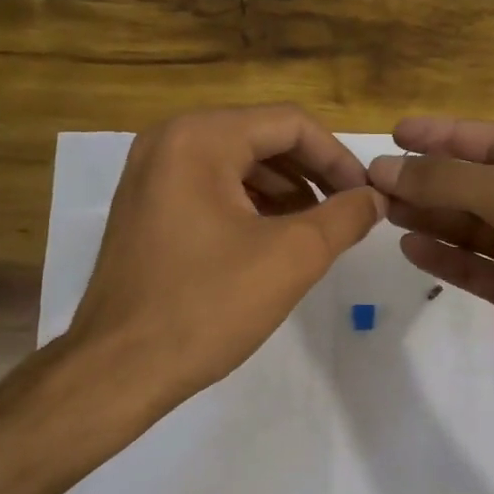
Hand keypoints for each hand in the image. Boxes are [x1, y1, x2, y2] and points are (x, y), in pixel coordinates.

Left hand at [64, 106, 384, 416]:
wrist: (119, 369)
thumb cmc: (207, 306)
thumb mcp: (291, 258)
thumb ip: (343, 218)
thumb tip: (374, 198)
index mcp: (199, 138)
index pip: (289, 124)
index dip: (338, 157)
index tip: (365, 197)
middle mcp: (168, 141)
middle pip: (261, 139)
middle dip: (311, 174)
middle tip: (346, 213)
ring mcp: (149, 175)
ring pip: (236, 164)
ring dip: (284, 191)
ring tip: (317, 231)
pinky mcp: (145, 208)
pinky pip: (210, 189)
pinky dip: (250, 206)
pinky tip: (274, 241)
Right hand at [367, 118, 493, 439]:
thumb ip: (455, 180)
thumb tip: (390, 168)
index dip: (447, 135)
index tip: (397, 134)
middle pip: (483, 186)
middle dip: (432, 180)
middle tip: (377, 180)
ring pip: (476, 228)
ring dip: (433, 216)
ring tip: (385, 209)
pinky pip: (478, 269)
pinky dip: (446, 258)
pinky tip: (411, 248)